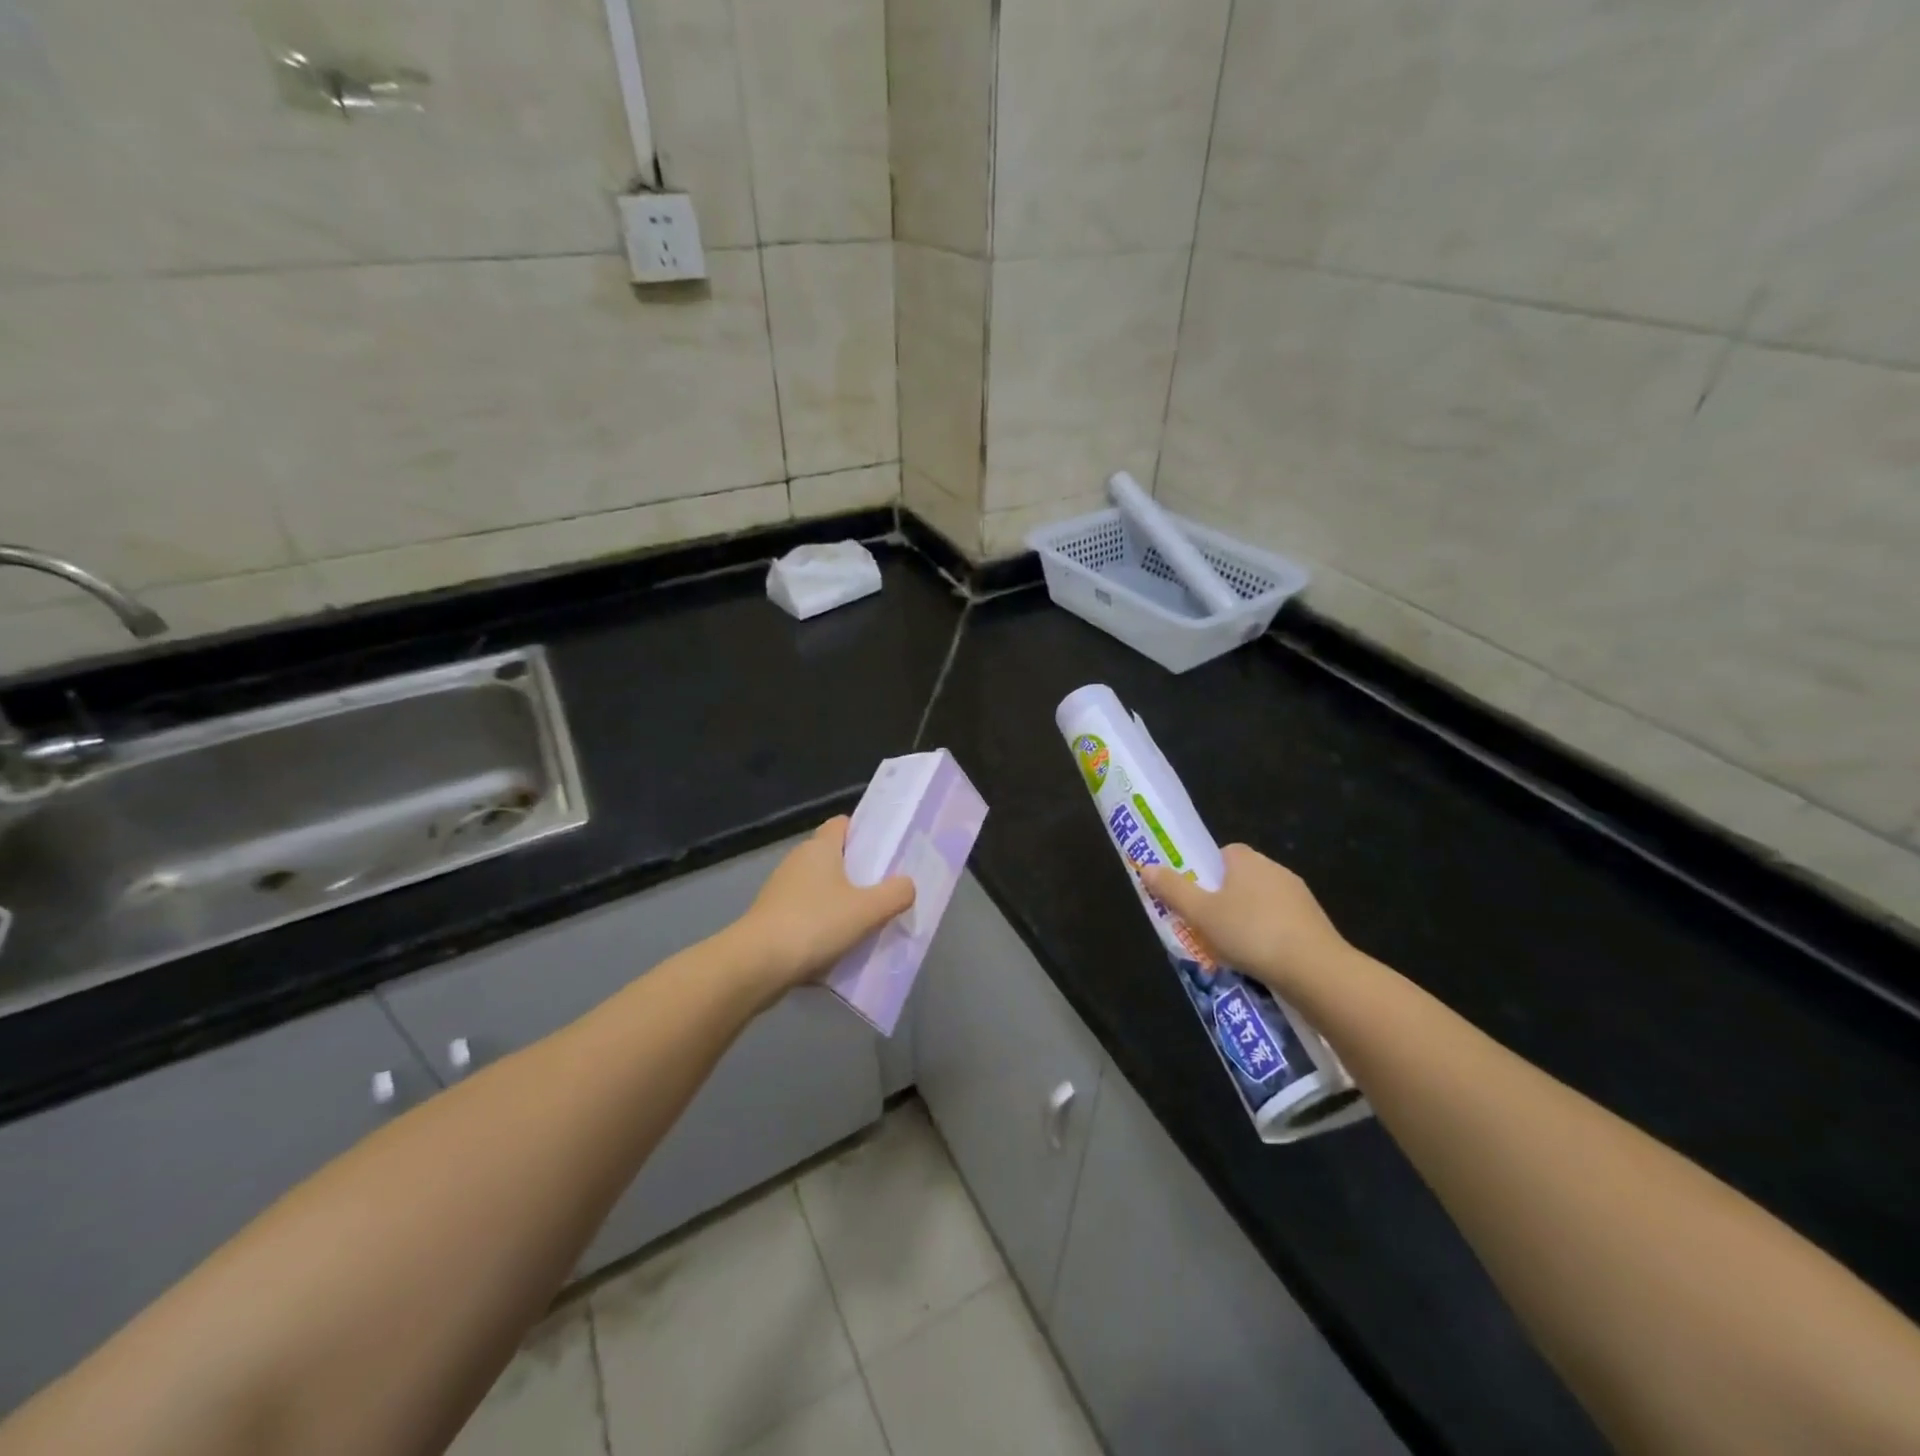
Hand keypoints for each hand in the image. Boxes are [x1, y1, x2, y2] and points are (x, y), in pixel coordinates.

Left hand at [732, 817, 915, 994]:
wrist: (756, 964)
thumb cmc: (814, 924)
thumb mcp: (867, 909)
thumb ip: (895, 894)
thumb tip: (908, 885)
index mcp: (820, 848)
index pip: (843, 824)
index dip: (864, 833)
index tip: (886, 850)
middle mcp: (798, 861)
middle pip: (835, 858)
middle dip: (860, 872)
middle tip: (886, 890)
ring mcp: (781, 890)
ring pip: (821, 889)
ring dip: (842, 902)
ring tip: (868, 922)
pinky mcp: (773, 918)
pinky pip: (808, 914)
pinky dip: (824, 925)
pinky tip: (840, 946)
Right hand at [1138, 845, 1353, 1000]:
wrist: (1315, 970)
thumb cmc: (1250, 933)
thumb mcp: (1201, 913)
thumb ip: (1173, 890)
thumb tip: (1146, 867)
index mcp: (1247, 860)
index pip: (1223, 853)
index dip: (1207, 872)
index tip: (1197, 896)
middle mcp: (1276, 869)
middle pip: (1242, 878)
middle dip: (1226, 899)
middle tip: (1207, 926)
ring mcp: (1300, 897)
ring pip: (1263, 902)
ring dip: (1249, 920)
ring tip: (1232, 950)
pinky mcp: (1316, 924)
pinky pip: (1283, 924)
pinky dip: (1270, 937)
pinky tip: (1260, 961)